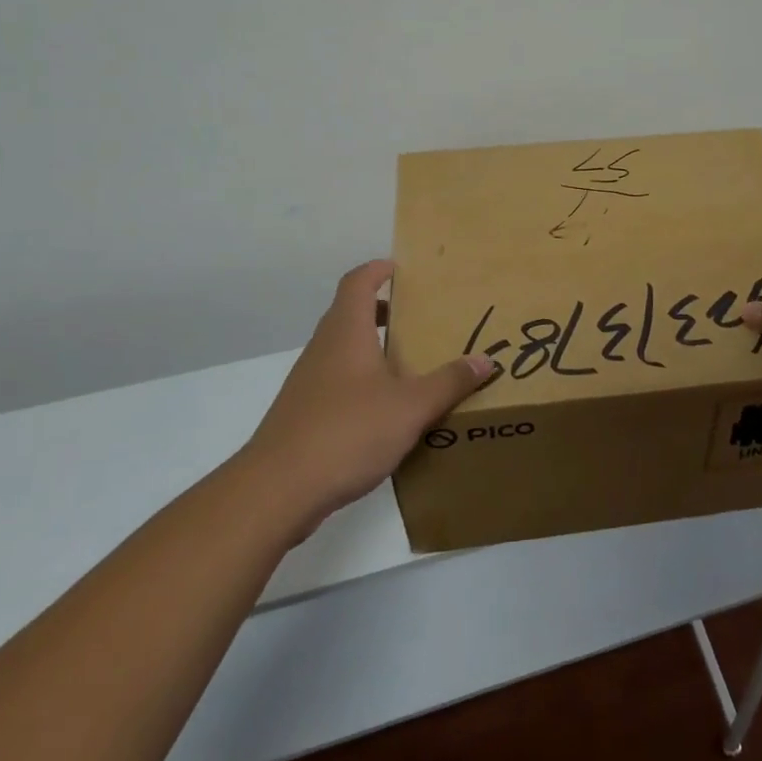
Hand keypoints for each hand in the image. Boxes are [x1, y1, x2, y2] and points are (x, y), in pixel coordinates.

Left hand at [243, 259, 493, 528]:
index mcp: (347, 332)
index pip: (358, 281)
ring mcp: (308, 382)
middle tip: (419, 318)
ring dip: (372, 348)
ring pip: (343, 350)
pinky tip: (385, 411)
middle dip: (383, 310)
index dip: (378, 269)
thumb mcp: (410, 407)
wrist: (276, 491)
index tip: (403, 269)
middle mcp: (324, 348)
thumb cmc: (347, 432)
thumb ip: (449, 382)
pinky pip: (336, 382)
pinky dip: (361, 381)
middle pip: (350, 313)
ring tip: (410, 365)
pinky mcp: (302, 414)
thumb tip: (485, 361)